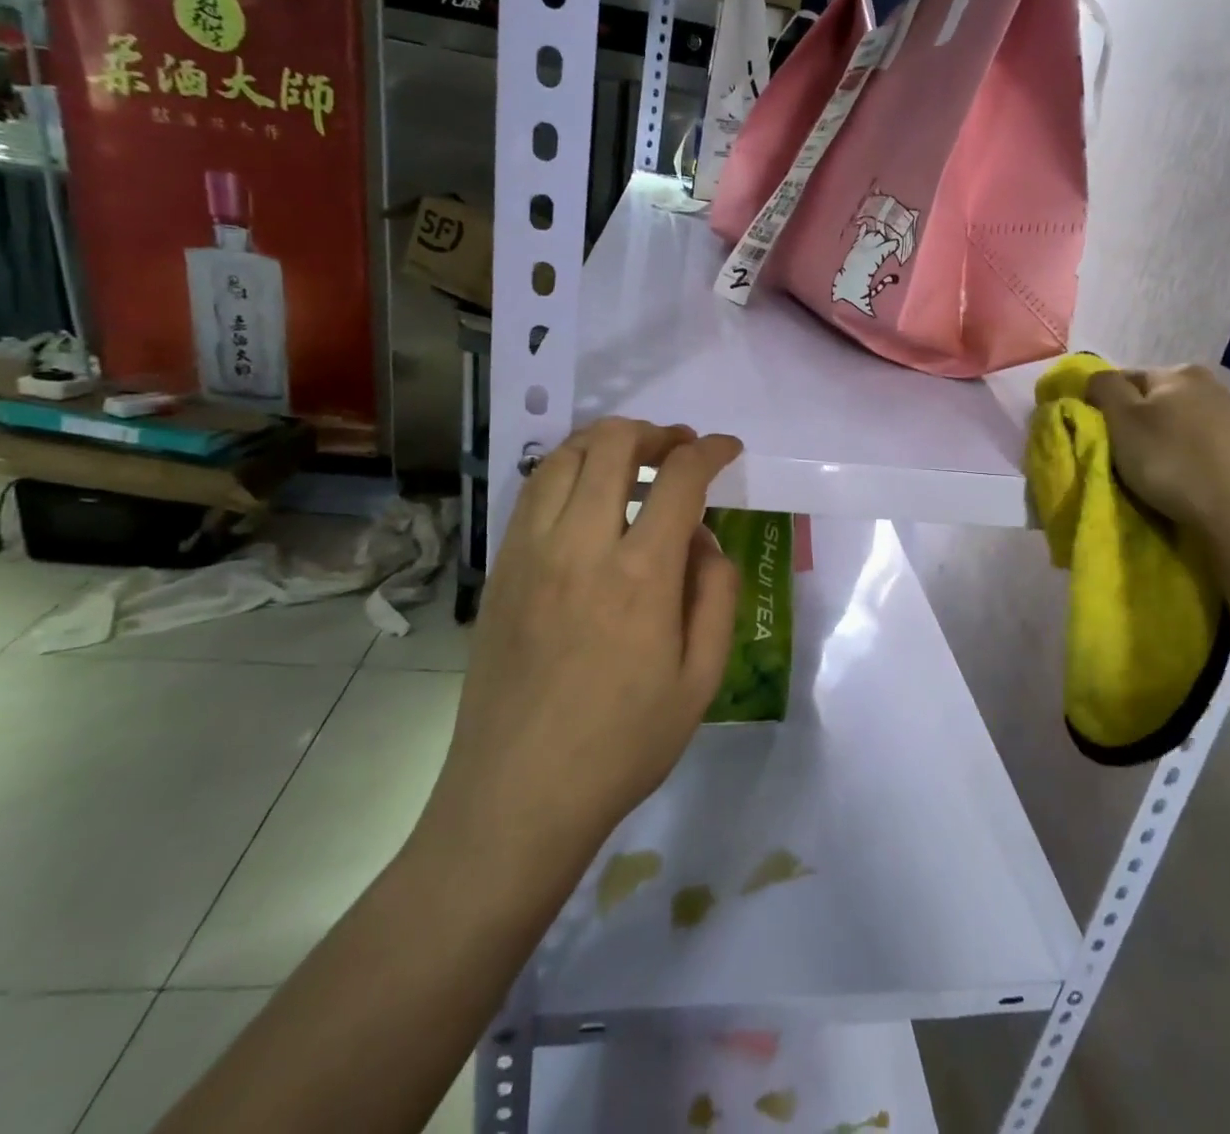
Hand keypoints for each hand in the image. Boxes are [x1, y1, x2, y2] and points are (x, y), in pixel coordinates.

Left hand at [420, 418, 744, 868]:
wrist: (517, 797)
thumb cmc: (623, 745)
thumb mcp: (702, 679)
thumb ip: (716, 594)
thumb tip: (703, 539)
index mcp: (640, 575)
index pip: (680, 478)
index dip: (711, 451)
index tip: (729, 450)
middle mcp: (580, 546)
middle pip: (613, 445)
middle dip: (656, 432)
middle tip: (680, 448)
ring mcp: (530, 553)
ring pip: (564, 457)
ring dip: (606, 442)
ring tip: (634, 457)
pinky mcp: (501, 569)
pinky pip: (532, 492)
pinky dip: (568, 470)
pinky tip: (586, 494)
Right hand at [1084, 364, 1229, 544]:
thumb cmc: (1175, 461)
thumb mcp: (1122, 422)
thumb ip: (1104, 390)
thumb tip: (1097, 378)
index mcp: (1176, 373)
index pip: (1125, 378)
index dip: (1105, 404)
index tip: (1098, 436)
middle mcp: (1213, 385)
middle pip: (1160, 401)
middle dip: (1142, 424)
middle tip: (1127, 458)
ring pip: (1189, 425)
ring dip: (1172, 443)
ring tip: (1162, 477)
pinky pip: (1214, 449)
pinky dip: (1199, 461)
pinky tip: (1196, 484)